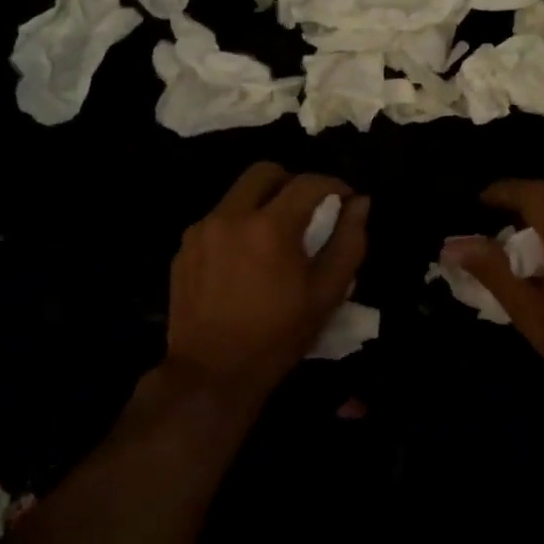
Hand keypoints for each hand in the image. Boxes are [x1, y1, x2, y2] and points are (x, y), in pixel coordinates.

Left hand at [163, 162, 368, 416]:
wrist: (213, 372)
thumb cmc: (278, 335)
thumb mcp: (327, 293)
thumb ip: (349, 242)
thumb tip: (360, 203)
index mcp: (270, 226)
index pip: (308, 183)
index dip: (333, 185)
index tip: (345, 199)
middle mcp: (231, 216)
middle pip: (264, 171)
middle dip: (292, 181)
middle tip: (308, 207)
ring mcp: (201, 230)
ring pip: (237, 194)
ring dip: (263, 202)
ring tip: (276, 235)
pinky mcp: (184, 247)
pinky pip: (217, 219)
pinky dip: (238, 225)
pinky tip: (246, 257)